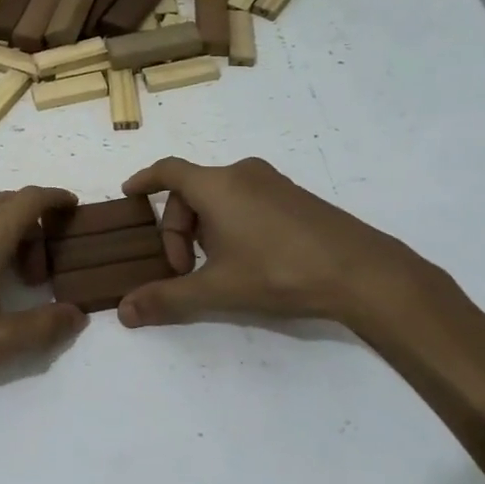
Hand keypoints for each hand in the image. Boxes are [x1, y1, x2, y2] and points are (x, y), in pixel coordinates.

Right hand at [116, 157, 457, 347]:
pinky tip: (246, 259)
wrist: (361, 272)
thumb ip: (167, 298)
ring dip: (204, 228)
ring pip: (220, 197)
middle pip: (191, 190)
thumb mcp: (217, 288)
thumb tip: (124, 312)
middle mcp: (242, 174)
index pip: (167, 171)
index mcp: (217, 185)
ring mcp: (273, 183)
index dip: (144, 180)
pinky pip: (246, 200)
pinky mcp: (294, 197)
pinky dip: (230, 223)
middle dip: (177, 228)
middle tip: (182, 269)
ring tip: (213, 267)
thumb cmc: (279, 271)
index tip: (128, 194)